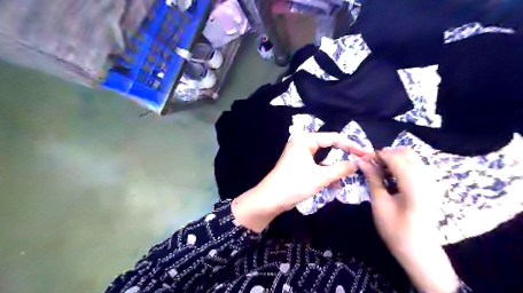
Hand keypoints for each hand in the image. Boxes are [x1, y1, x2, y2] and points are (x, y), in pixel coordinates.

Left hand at [232, 132, 366, 232]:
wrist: (270, 199)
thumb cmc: (295, 184)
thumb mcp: (321, 177)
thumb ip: (341, 168)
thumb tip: (359, 162)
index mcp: (306, 139)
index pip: (334, 138)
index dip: (352, 145)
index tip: (367, 154)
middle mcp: (302, 142)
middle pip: (329, 145)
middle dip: (345, 154)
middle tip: (362, 160)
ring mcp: (300, 153)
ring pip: (324, 156)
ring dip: (336, 166)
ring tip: (352, 172)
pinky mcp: (299, 163)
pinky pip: (317, 164)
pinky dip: (326, 171)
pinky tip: (336, 182)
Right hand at [360, 150, 458, 292]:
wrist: (418, 250)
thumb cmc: (395, 229)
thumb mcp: (380, 203)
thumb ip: (373, 179)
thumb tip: (363, 161)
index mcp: (414, 185)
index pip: (395, 158)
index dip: (378, 155)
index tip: (363, 159)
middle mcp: (426, 180)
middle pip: (407, 153)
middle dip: (387, 155)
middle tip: (372, 165)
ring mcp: (431, 183)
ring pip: (412, 158)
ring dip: (394, 160)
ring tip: (380, 172)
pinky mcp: (430, 187)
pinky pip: (416, 167)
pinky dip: (402, 166)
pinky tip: (391, 178)